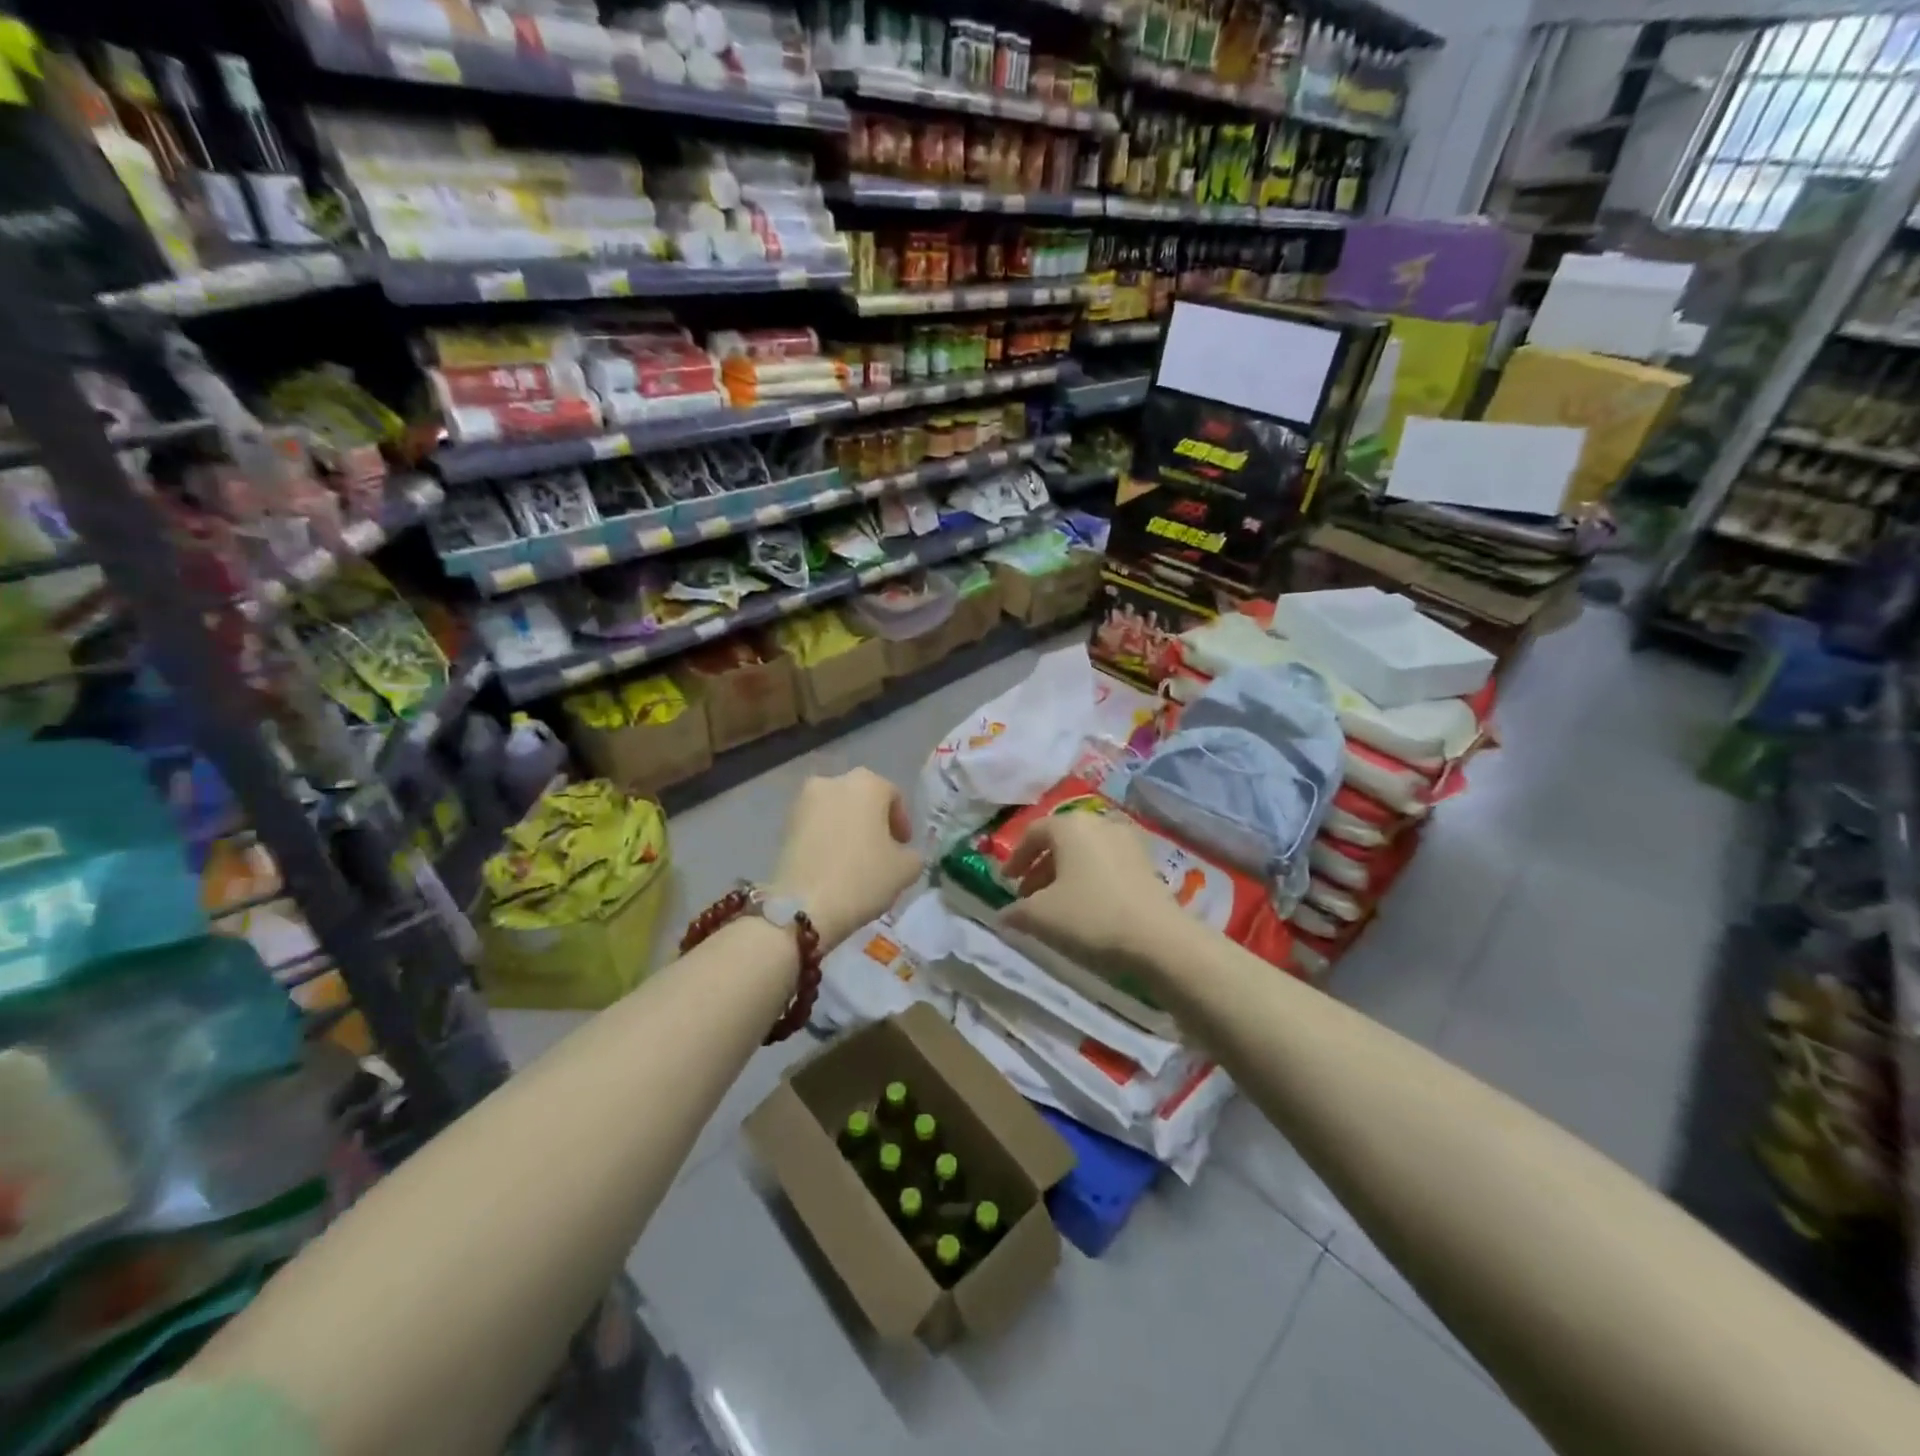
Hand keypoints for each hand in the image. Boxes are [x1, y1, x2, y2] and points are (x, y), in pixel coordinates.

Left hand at [772, 770, 923, 949]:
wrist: (803, 907)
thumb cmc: (863, 878)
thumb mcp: (906, 870)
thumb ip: (912, 855)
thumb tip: (903, 854)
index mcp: (867, 784)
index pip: (893, 796)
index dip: (902, 822)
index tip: (903, 847)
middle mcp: (833, 782)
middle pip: (862, 799)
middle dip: (873, 821)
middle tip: (881, 851)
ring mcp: (804, 801)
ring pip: (836, 811)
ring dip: (848, 828)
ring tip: (854, 860)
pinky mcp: (784, 824)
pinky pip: (815, 826)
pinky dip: (826, 838)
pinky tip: (832, 865)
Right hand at [999, 811, 1179, 965]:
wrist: (1158, 939)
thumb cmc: (1091, 917)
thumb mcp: (1041, 916)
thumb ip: (1016, 911)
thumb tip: (1003, 915)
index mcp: (1070, 825)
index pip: (1033, 832)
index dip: (1015, 858)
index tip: (1005, 882)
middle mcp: (1099, 823)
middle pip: (1060, 841)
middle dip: (1040, 868)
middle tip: (1027, 896)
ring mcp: (1127, 841)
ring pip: (1085, 853)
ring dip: (1065, 874)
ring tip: (1056, 905)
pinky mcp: (1147, 863)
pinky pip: (1107, 864)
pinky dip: (1090, 879)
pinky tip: (1087, 907)